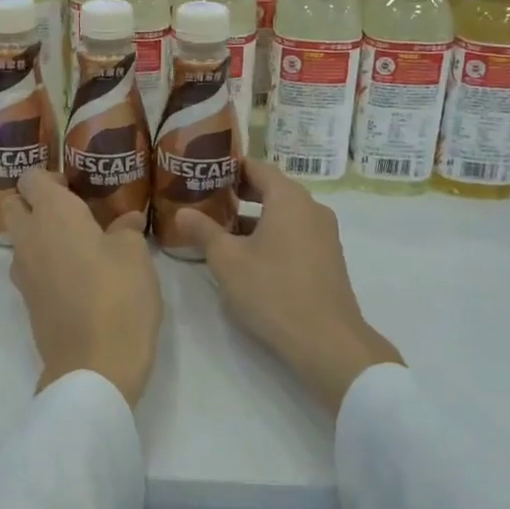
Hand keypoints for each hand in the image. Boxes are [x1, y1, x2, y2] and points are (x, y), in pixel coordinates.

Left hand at [5, 169, 162, 408]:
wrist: (94, 366)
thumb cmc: (118, 296)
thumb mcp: (135, 255)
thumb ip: (126, 230)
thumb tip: (125, 221)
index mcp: (53, 214)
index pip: (31, 177)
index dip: (50, 177)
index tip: (76, 186)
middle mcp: (29, 238)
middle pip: (15, 205)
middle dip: (36, 203)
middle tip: (74, 212)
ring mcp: (23, 273)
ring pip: (20, 239)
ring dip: (40, 235)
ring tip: (79, 245)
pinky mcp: (27, 302)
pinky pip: (29, 268)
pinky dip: (45, 263)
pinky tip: (78, 276)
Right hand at [175, 160, 402, 413]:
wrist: (327, 341)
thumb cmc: (273, 291)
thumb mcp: (227, 260)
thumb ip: (203, 231)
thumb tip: (182, 212)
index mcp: (289, 198)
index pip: (257, 167)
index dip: (230, 167)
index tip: (204, 171)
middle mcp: (311, 208)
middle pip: (272, 189)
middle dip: (239, 193)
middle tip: (207, 200)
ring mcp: (324, 234)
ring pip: (283, 214)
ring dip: (254, 218)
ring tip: (222, 230)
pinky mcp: (328, 259)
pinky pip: (295, 234)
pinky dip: (272, 235)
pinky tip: (249, 257)